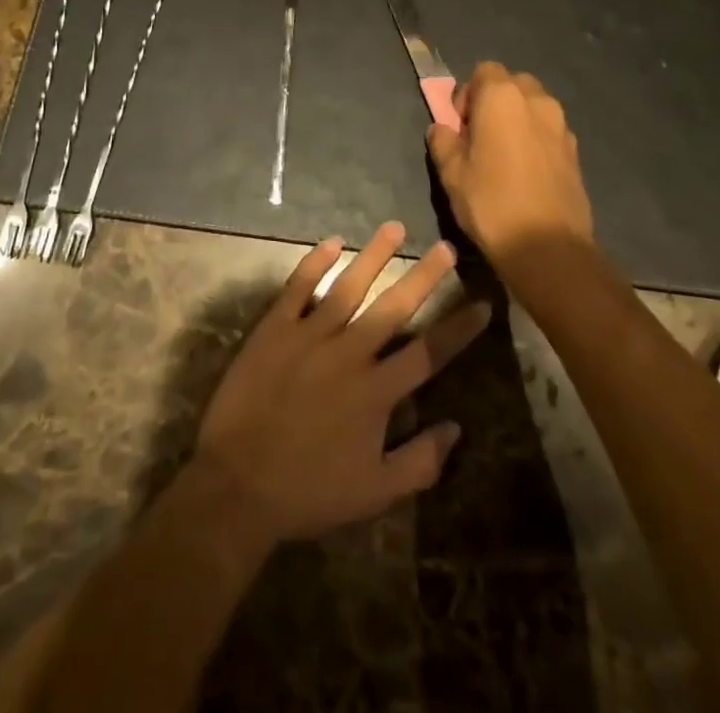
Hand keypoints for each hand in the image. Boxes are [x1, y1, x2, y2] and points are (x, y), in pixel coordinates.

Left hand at [191, 222, 490, 544]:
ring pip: (348, 286)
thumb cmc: (310, 491)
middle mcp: (349, 353)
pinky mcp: (274, 328)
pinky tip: (332, 242)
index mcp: (376, 391)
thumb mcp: (375, 493)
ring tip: (394, 227)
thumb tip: (455, 428)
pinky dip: (314, 263)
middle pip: (394, 306)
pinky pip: (298, 287)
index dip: (459, 328)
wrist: (238, 484)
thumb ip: (420, 462)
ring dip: (374, 255)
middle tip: (446, 246)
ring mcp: (309, 335)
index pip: (428, 352)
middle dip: (424, 275)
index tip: (482, 303)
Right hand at [426, 63, 595, 271]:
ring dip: (517, 118)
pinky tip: (525, 172)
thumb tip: (442, 128)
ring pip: (534, 105)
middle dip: (494, 101)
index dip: (467, 93)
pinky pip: (549, 130)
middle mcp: (536, 101)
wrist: (548, 247)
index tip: (460, 125)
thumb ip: (443, 141)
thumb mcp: (451, 173)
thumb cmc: (491, 203)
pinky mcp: (575, 150)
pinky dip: (535, 138)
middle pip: (512, 83)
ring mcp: (561, 125)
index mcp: (502, 97)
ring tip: (503, 155)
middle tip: (479, 135)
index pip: (483, 70)